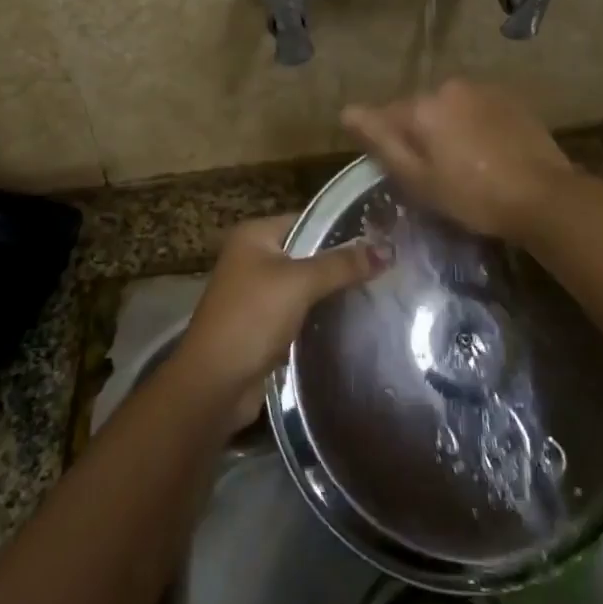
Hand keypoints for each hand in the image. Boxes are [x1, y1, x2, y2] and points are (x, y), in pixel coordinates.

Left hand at [170, 215, 381, 429]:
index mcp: (255, 235)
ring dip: (333, 290)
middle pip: (308, 252)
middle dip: (342, 261)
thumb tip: (387, 249)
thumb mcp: (299, 283)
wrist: (214, 384)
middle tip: (386, 266)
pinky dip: (321, 313)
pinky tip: (354, 318)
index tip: (381, 237)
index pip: (308, 219)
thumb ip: (342, 264)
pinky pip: (300, 310)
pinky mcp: (263, 324)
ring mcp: (257, 292)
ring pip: (305, 284)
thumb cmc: (252, 318)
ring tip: (379, 289)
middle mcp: (253, 257)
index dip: (343, 227)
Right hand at [341, 79, 574, 243]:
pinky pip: (477, 108)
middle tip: (436, 174)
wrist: (544, 196)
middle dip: (420, 135)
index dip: (389, 146)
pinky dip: (475, 125)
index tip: (403, 172)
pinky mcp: (510, 98)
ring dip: (449, 128)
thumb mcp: (418, 180)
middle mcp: (449, 87)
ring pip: (450, 107)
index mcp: (422, 107)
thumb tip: (346, 111)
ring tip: (466, 164)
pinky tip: (489, 153)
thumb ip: (381, 141)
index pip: (385, 118)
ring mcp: (483, 89)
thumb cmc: (473, 196)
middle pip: (419, 110)